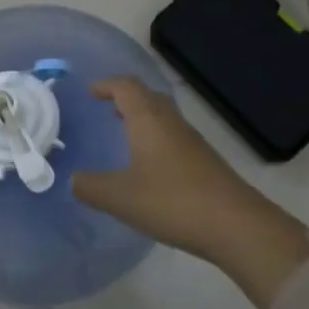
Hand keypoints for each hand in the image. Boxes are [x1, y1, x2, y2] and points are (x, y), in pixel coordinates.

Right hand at [72, 77, 308, 308]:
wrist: (234, 224)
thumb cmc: (172, 202)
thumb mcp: (121, 198)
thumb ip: (91, 187)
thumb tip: (74, 180)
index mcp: (149, 121)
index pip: (127, 88)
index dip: (108, 85)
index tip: (91, 91)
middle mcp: (172, 123)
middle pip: (149, 97)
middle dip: (127, 98)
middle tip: (107, 109)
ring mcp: (192, 142)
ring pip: (164, 117)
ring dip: (143, 119)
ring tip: (124, 134)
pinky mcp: (205, 161)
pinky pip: (174, 137)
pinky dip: (157, 139)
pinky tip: (150, 165)